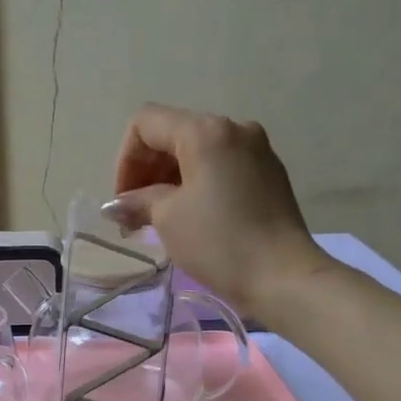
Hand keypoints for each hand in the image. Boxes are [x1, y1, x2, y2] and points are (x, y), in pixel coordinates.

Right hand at [109, 103, 332, 316]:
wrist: (283, 276)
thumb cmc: (219, 242)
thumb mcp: (168, 218)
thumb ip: (139, 201)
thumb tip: (118, 204)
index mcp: (206, 131)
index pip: (146, 124)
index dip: (125, 160)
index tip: (124, 202)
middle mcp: (234, 128)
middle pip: (174, 134)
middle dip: (147, 172)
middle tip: (135, 216)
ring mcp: (256, 150)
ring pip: (198, 152)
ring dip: (170, 181)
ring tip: (159, 220)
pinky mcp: (269, 175)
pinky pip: (222, 168)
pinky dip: (198, 186)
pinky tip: (192, 219)